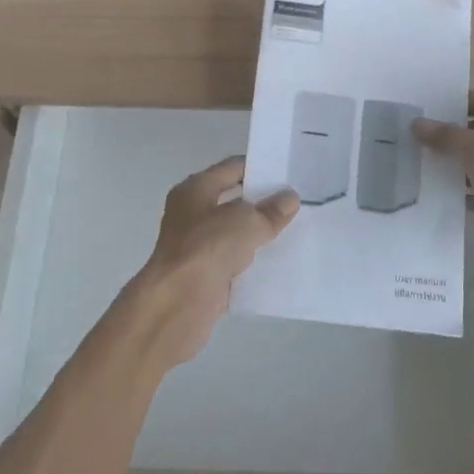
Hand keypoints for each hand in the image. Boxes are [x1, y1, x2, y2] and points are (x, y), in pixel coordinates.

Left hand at [128, 158, 299, 366]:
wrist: (176, 306)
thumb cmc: (206, 248)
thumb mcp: (246, 222)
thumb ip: (270, 210)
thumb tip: (290, 198)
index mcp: (196, 189)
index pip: (232, 168)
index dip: (259, 167)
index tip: (288, 172)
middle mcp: (193, 214)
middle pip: (234, 201)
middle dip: (262, 202)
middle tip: (297, 201)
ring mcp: (197, 246)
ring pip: (235, 233)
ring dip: (259, 234)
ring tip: (295, 230)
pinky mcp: (205, 276)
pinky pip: (234, 262)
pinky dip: (253, 263)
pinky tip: (279, 263)